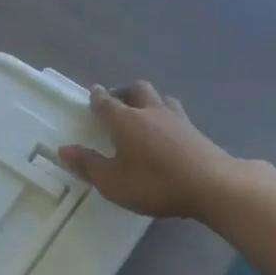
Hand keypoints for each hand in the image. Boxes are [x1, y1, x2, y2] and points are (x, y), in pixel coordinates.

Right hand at [58, 82, 236, 218]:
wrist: (212, 184)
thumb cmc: (154, 183)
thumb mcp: (112, 181)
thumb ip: (88, 164)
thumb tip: (63, 149)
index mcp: (125, 120)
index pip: (106, 102)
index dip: (97, 97)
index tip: (93, 92)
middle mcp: (150, 111)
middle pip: (136, 89)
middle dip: (124, 92)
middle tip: (116, 102)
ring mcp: (177, 119)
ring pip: (160, 98)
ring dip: (148, 101)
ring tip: (143, 114)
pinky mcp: (195, 130)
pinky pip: (176, 114)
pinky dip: (166, 117)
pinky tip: (167, 132)